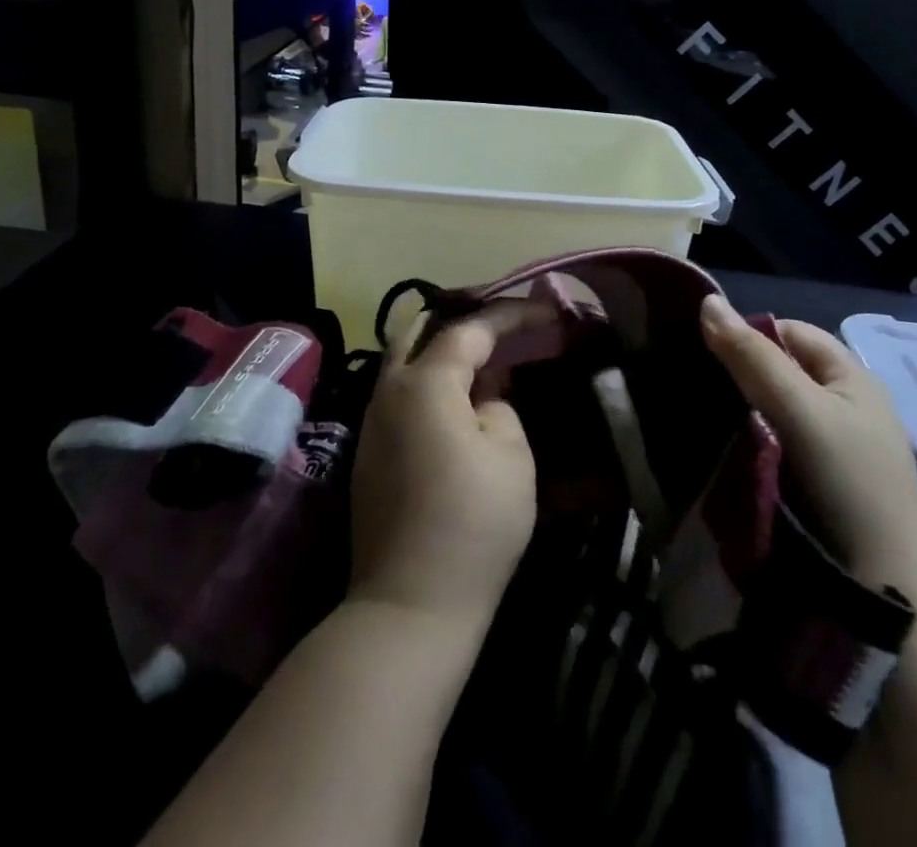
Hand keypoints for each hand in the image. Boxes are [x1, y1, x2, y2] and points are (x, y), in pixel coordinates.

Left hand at [347, 301, 545, 634]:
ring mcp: (372, 420)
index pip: (471, 328)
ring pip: (406, 361)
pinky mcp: (368, 451)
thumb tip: (483, 398)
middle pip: (423, 331)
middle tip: (505, 325)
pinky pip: (400, 393)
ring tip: (487, 358)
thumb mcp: (511, 455)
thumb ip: (500, 407)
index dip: (511, 315)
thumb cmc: (473, 524)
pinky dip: (430, 381)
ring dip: (444, 351)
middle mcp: (389, 389)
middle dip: (466, 321)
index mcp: (425, 382)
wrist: (409, 605)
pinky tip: (458, 400)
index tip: (548, 311)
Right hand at [699, 296, 916, 608]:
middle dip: (741, 374)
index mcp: (854, 379)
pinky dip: (754, 442)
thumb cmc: (848, 489)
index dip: (748, 335)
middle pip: (783, 370)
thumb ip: (752, 357)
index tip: (704, 355)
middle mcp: (849, 407)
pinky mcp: (825, 486)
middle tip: (698, 389)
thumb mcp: (800, 412)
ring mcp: (839, 451)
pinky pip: (780, 444)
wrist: (885, 602)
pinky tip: (729, 454)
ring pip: (777, 409)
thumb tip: (706, 301)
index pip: (791, 332)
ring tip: (704, 420)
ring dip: (744, 411)